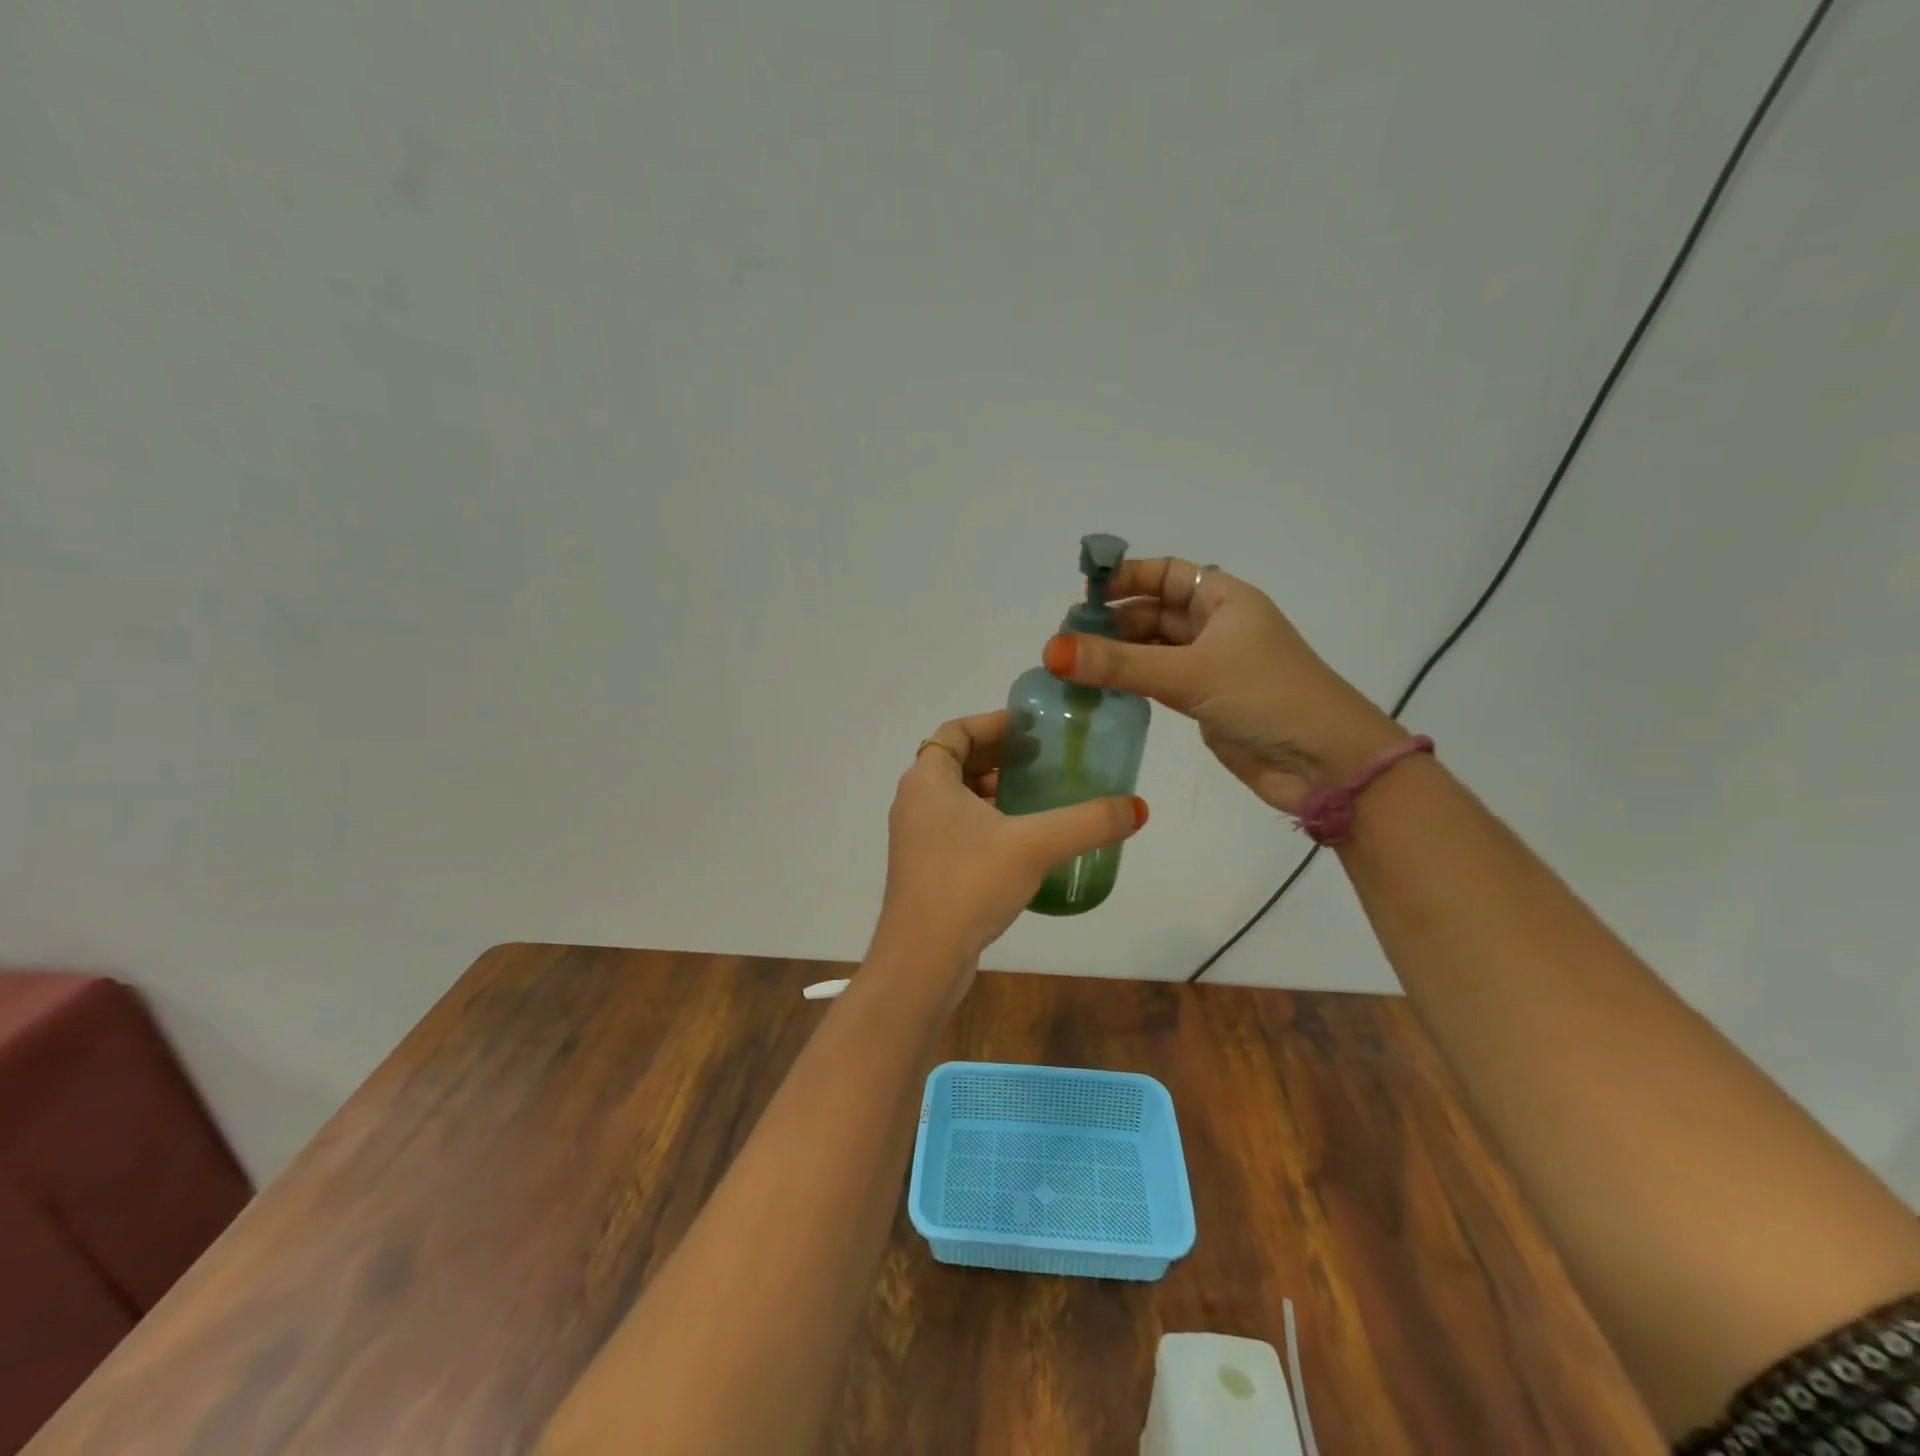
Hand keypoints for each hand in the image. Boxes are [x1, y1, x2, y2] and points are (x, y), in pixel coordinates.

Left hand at [872, 711, 1148, 984]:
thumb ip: (1088, 822)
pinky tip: (1023, 840)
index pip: (956, 730)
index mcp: (927, 780)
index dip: (994, 723)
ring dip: (994, 790)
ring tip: (1040, 796)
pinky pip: (957, 827)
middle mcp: (915, 801)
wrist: (922, 960)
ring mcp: (916, 837)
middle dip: (1000, 756)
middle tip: (1044, 759)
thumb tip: (1137, 808)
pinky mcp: (925, 868)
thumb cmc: (969, 884)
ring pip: (957, 797)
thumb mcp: (1035, 846)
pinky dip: (986, 821)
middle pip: (957, 761)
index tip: (1033, 728)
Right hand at [1043, 557, 1402, 814]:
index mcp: (1224, 599)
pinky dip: (1130, 682)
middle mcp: (1217, 626)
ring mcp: (1211, 666)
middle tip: (1065, 639)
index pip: (1166, 573)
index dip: (1126, 578)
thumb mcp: (1189, 673)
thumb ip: (1119, 663)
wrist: (1325, 762)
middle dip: (1113, 620)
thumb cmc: (1266, 697)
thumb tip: (1052, 649)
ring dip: (1117, 654)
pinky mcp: (1205, 702)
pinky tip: (1098, 690)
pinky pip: (1158, 681)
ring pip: (1153, 649)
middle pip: (1154, 611)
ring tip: (1071, 665)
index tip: (1083, 596)